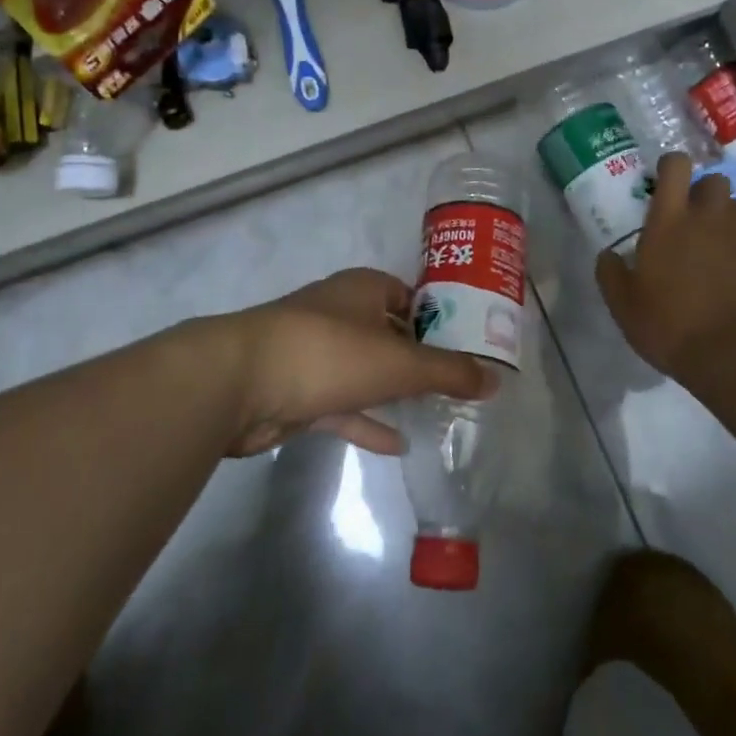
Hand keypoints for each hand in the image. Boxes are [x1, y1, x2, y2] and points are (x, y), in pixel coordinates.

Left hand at [212, 267, 494, 456]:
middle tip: (458, 383)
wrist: (239, 383)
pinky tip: (397, 444)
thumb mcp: (399, 363)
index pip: (410, 296)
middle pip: (389, 333)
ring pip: (365, 370)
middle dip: (419, 357)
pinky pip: (342, 406)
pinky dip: (367, 422)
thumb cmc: (329, 353)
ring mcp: (315, 353)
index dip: (439, 318)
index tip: (468, 346)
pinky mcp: (298, 391)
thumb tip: (496, 380)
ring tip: (435, 412)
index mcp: (363, 290)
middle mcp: (340, 313)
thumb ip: (449, 372)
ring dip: (394, 390)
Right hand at [597, 153, 735, 377]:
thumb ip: (611, 273)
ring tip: (712, 247)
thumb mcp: (623, 304)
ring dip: (725, 219)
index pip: (676, 167)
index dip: (670, 167)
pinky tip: (734, 278)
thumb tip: (607, 255)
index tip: (663, 182)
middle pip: (715, 181)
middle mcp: (709, 220)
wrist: (733, 357)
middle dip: (703, 191)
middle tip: (689, 217)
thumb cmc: (669, 325)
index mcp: (669, 221)